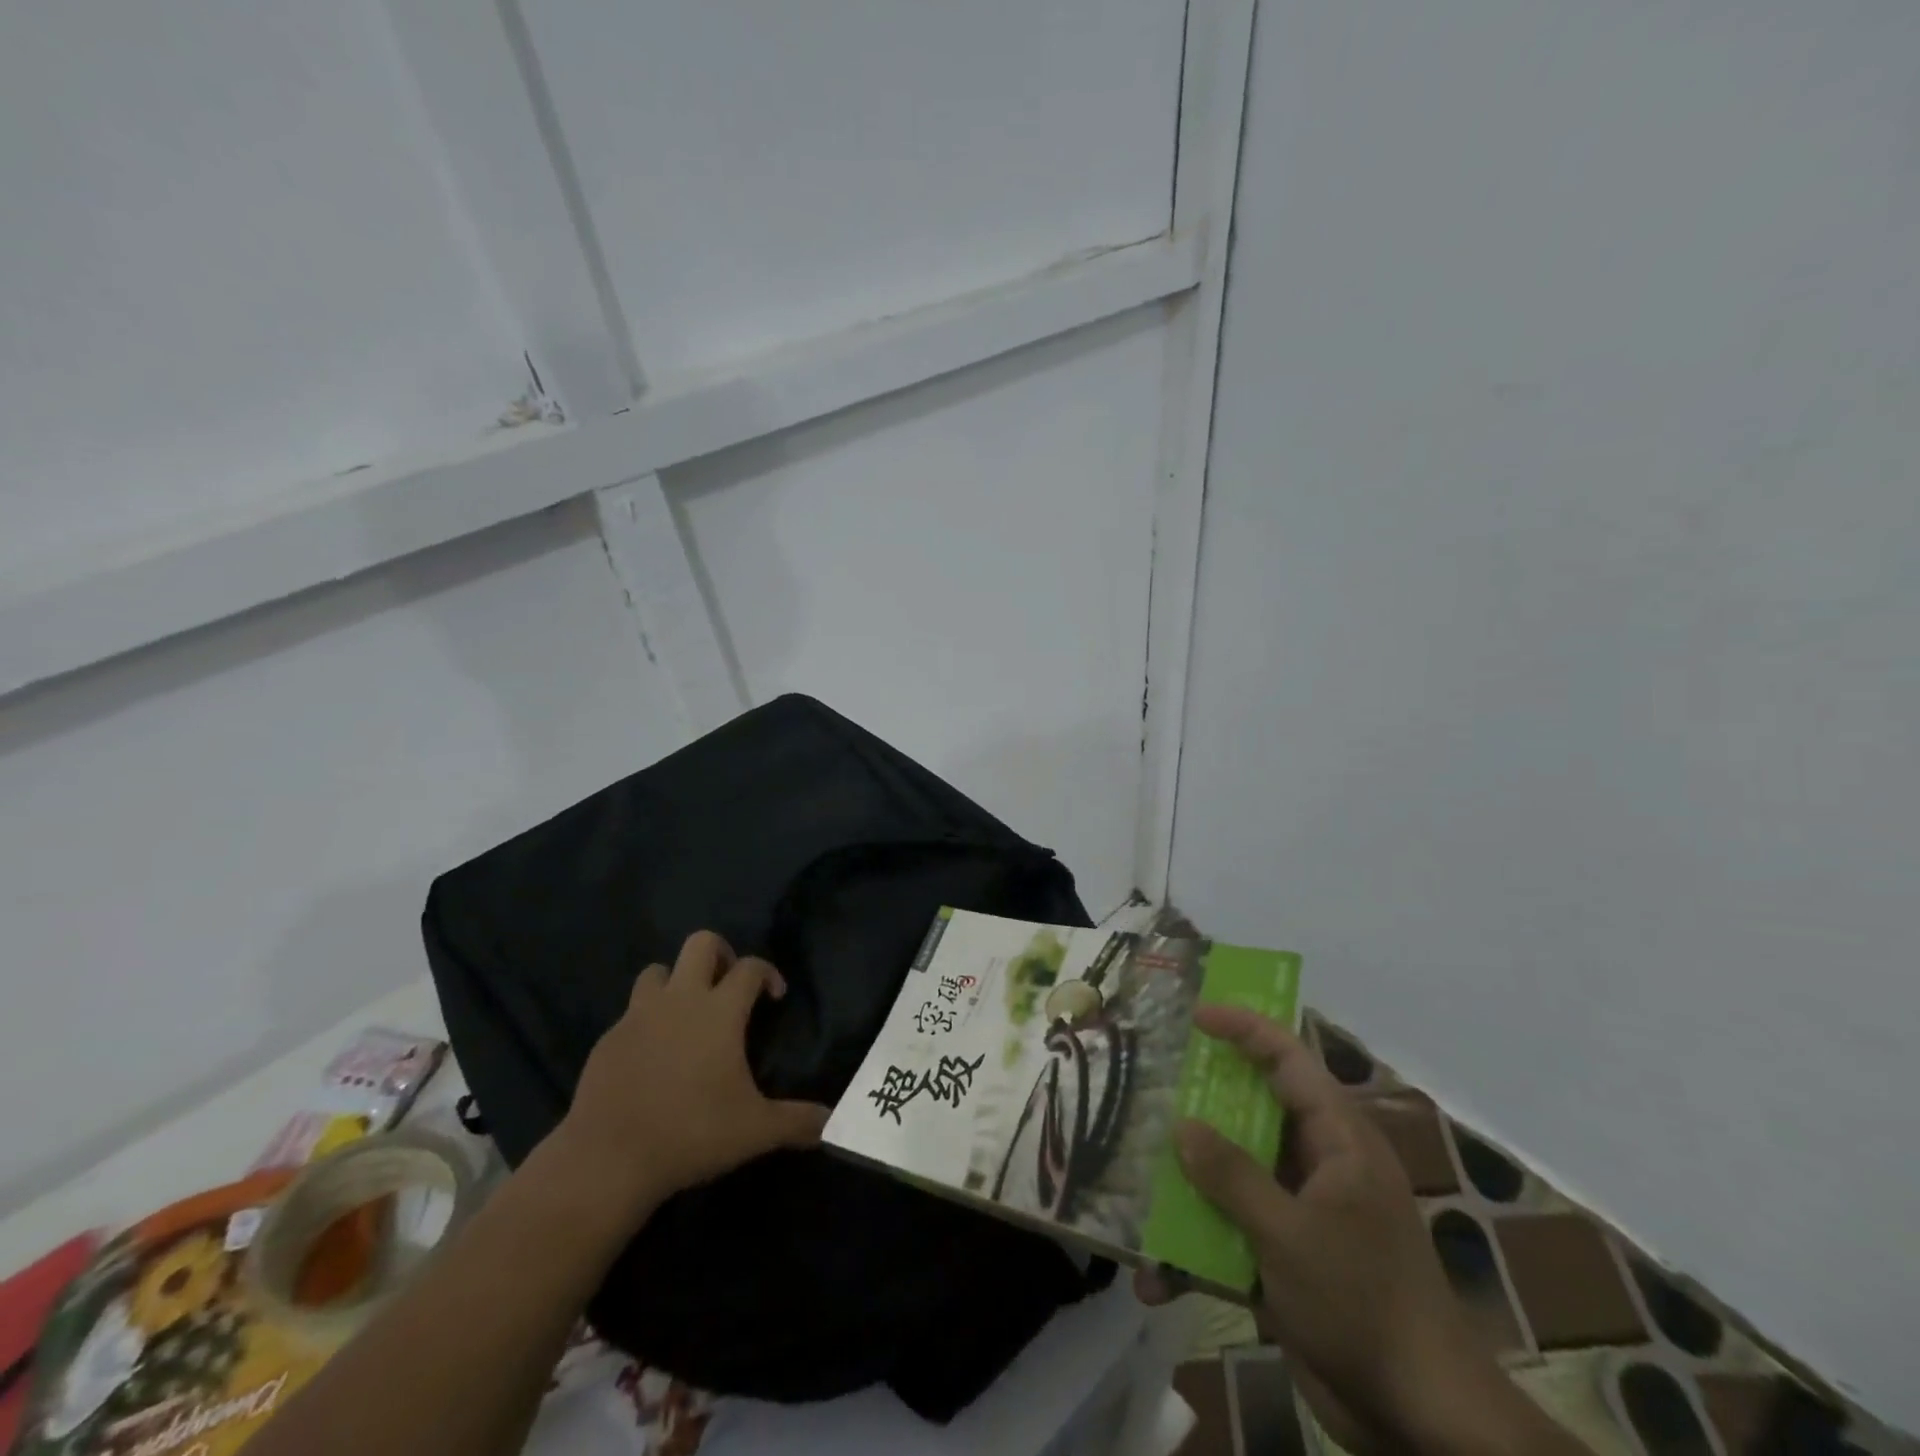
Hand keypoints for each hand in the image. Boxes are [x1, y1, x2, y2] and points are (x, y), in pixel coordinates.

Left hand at [552, 931, 829, 1220]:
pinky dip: (647, 1021)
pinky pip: (632, 1012)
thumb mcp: (755, 1131)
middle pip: (701, 943)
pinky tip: (653, 1056)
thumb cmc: (691, 1133)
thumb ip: (797, 1122)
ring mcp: (638, 1016)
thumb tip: (832, 1122)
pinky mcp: (608, 1039)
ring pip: (659, 970)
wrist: (608, 1159)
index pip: (750, 967)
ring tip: (687, 1015)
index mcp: (719, 1011)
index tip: (774, 997)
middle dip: (721, 954)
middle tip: (729, 988)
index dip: (768, 973)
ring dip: (677, 981)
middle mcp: (679, 1000)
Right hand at [1135, 1008, 1554, 1455]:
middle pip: (1255, 1111)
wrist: (1420, 1420)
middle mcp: (1321, 1163)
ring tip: (1138, 1173)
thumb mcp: (1289, 1235)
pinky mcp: (1290, 1256)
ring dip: (1191, 1181)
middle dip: (1203, 1101)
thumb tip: (1182, 1126)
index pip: (1289, 1060)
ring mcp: (1304, 1211)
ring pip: (1238, 1172)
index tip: (1195, 1016)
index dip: (1244, 1028)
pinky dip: (1199, 1246)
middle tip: (1153, 1085)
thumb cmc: (1363, 1303)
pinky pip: (1235, 1230)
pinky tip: (1158, 1277)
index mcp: (1338, 1140)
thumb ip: (1232, 1175)